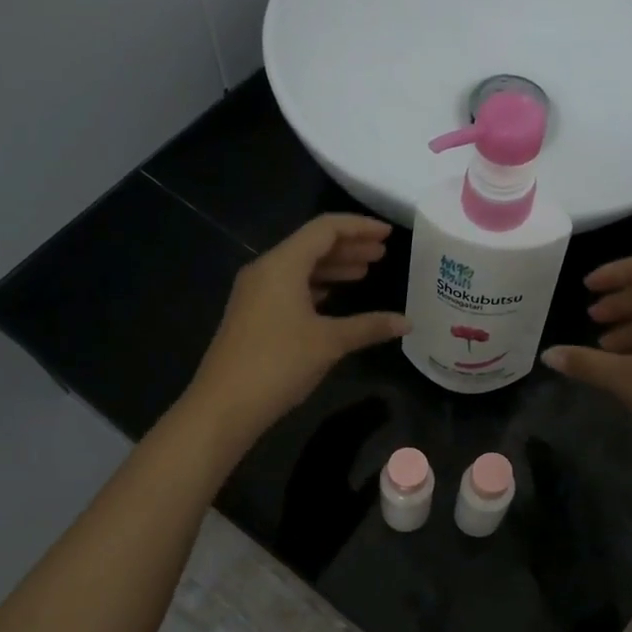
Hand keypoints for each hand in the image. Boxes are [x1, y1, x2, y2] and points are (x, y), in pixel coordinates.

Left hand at [185, 214, 408, 449]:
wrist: (225, 404)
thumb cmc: (279, 364)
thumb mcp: (329, 342)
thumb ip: (369, 326)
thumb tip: (407, 322)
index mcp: (282, 264)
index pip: (325, 229)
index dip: (359, 227)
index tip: (387, 235)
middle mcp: (265, 270)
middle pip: (311, 245)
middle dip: (348, 247)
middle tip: (381, 254)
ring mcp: (255, 292)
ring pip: (299, 267)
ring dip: (332, 267)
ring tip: (364, 273)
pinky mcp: (252, 314)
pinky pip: (288, 286)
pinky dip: (315, 286)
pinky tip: (333, 298)